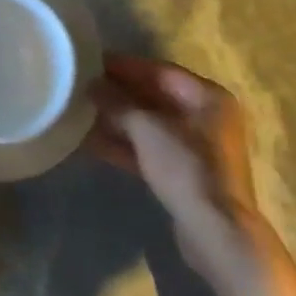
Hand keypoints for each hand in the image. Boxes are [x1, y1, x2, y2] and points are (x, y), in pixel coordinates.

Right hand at [86, 54, 275, 295]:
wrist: (216, 233)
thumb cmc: (186, 167)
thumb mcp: (146, 127)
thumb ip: (116, 102)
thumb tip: (92, 84)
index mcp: (207, 97)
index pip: (158, 71)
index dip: (123, 66)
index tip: (89, 62)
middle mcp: (205, 118)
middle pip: (153, 98)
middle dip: (117, 94)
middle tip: (79, 87)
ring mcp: (196, 148)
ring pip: (148, 126)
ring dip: (116, 120)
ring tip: (78, 113)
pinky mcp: (184, 174)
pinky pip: (148, 150)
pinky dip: (123, 145)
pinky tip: (89, 142)